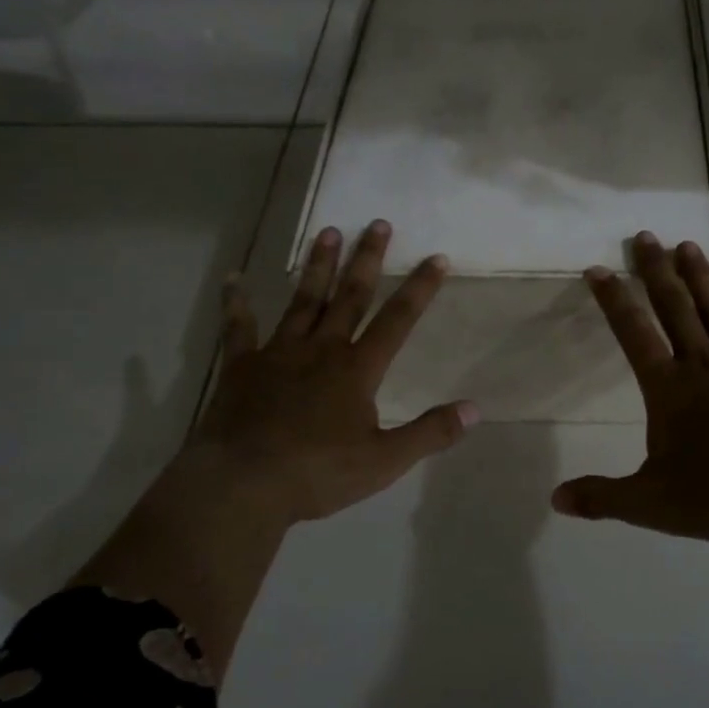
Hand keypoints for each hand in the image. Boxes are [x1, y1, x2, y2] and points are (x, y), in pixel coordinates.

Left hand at [172, 221, 476, 528]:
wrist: (243, 484)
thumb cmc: (318, 473)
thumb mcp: (385, 461)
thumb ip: (430, 433)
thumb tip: (475, 410)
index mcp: (357, 369)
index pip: (397, 320)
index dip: (419, 289)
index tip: (436, 258)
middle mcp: (322, 349)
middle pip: (350, 297)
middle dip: (367, 260)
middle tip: (378, 223)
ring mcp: (278, 354)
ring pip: (303, 301)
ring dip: (318, 267)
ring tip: (328, 231)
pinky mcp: (241, 367)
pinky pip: (238, 329)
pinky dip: (236, 303)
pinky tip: (233, 279)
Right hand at [552, 232, 708, 539]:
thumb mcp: (647, 503)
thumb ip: (601, 498)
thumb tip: (556, 500)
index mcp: (668, 389)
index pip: (632, 335)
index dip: (613, 300)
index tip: (598, 269)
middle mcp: (703, 366)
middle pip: (675, 310)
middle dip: (657, 272)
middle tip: (646, 236)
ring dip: (703, 278)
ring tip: (689, 245)